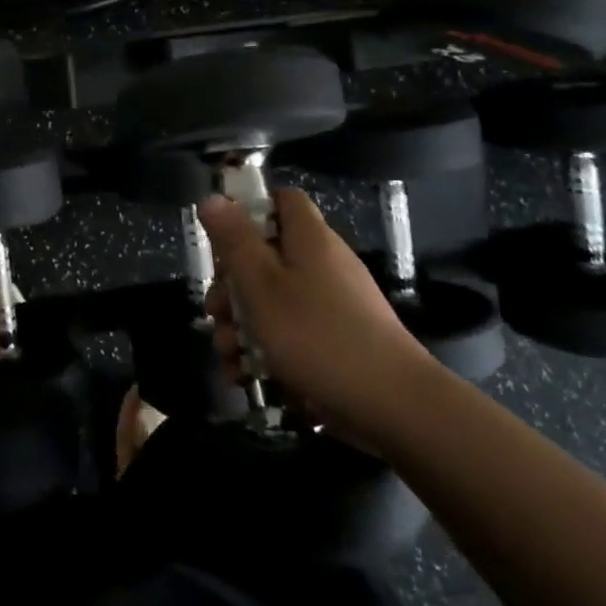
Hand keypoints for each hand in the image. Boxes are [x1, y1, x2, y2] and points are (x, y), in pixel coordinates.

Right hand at [198, 187, 443, 454]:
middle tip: (216, 313)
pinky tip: (244, 376)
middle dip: (231, 286)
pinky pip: (291, 333)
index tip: (221, 241)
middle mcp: (323, 265)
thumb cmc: (317, 336)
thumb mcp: (261, 284)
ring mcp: (332, 305)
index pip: (281, 200)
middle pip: (266, 256)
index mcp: (309, 239)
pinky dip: (264, 350)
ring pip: (272, 300)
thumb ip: (234, 240)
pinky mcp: (336, 342)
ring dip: (240, 325)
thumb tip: (212, 198)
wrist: (393, 407)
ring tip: (227, 355)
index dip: (248, 211)